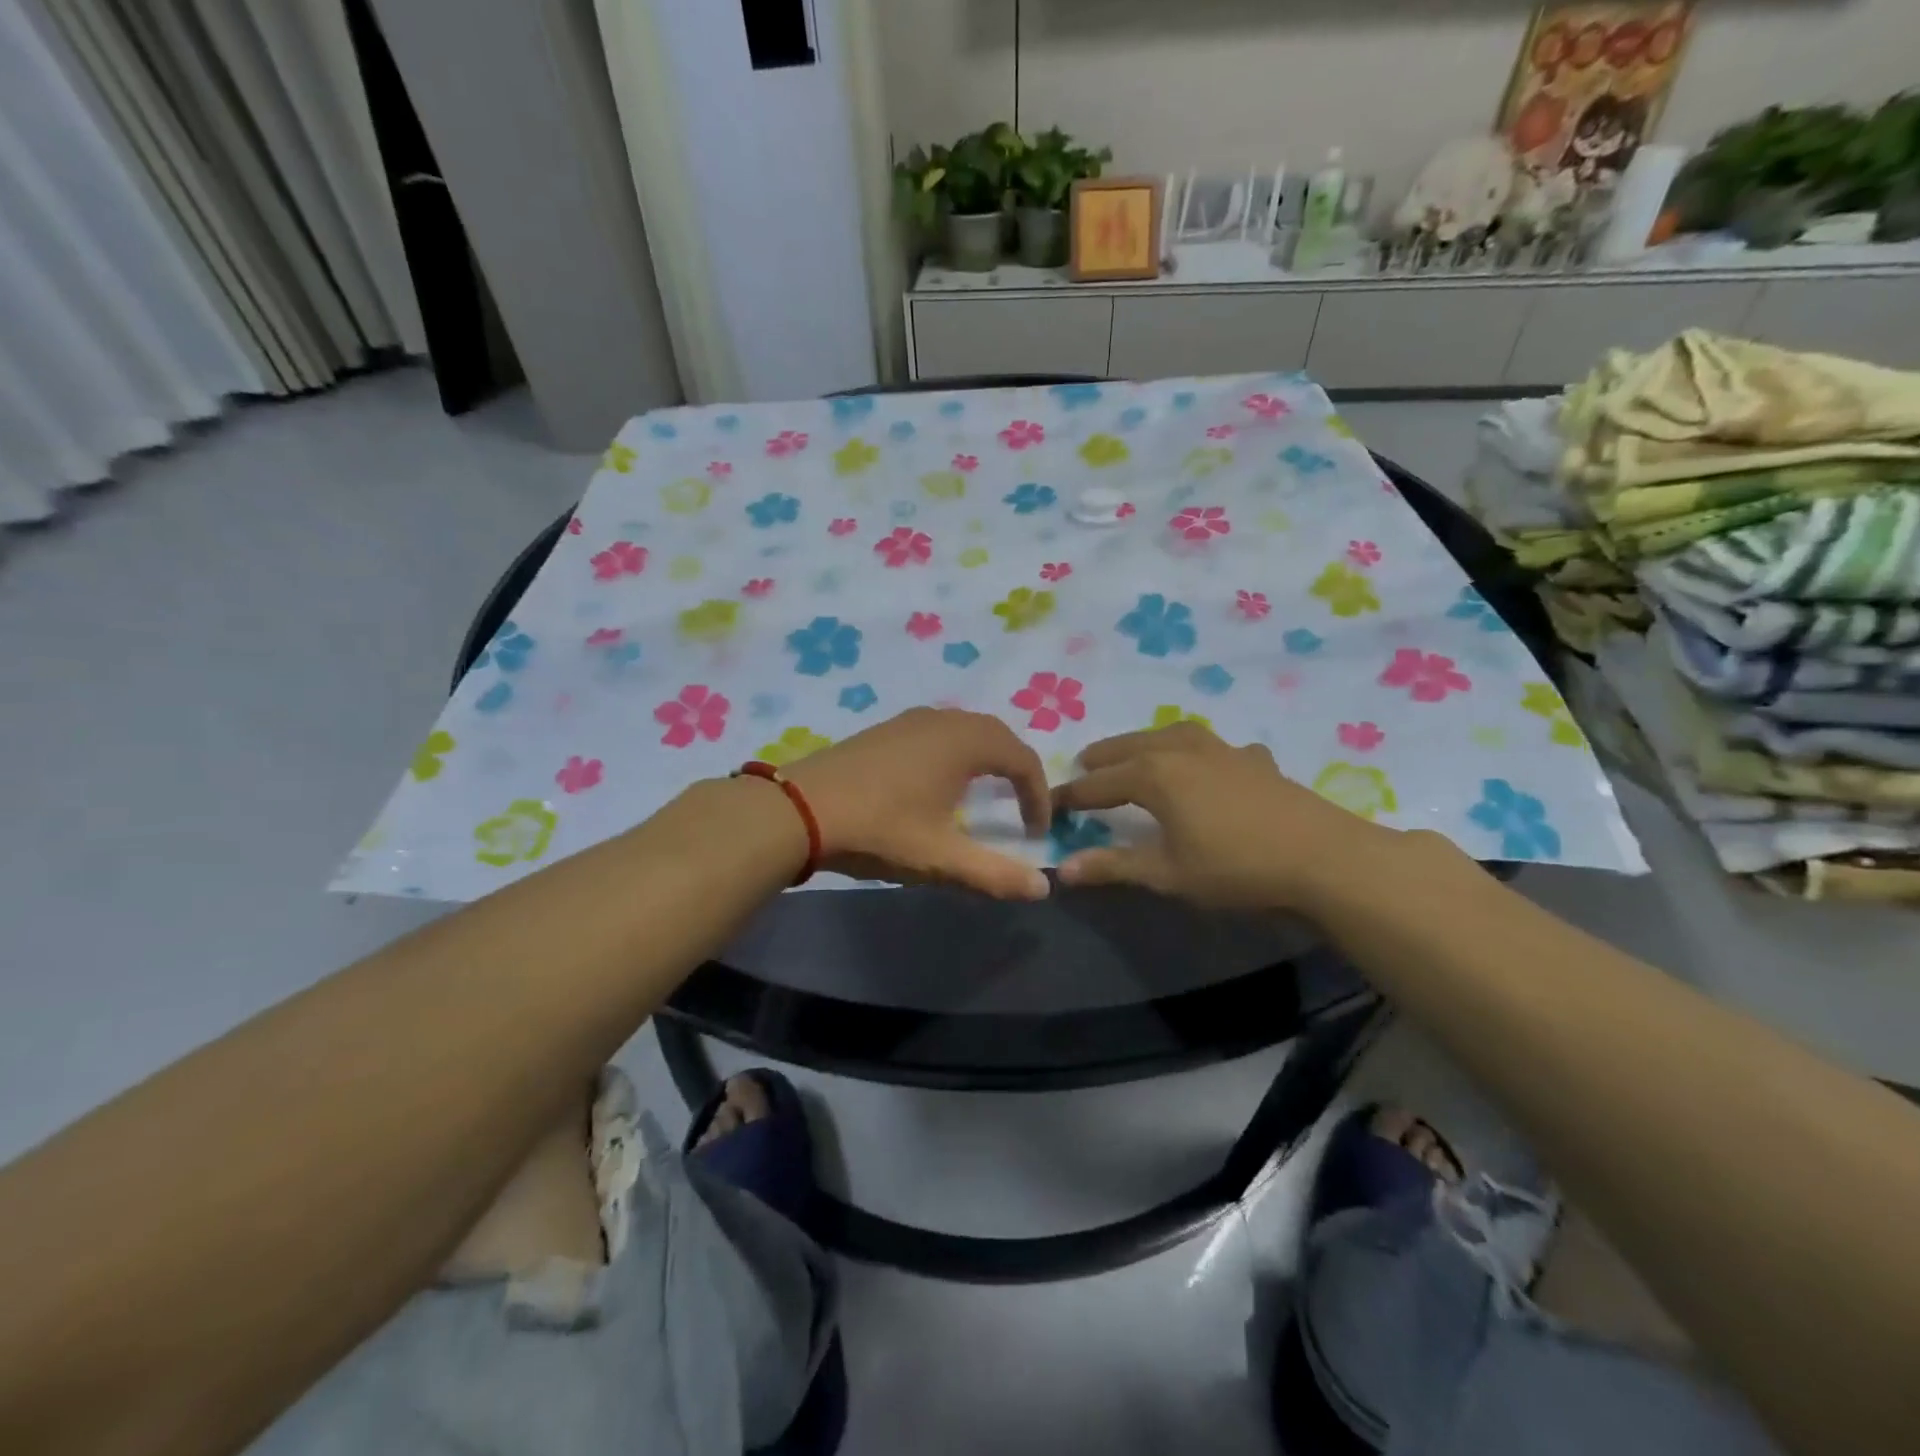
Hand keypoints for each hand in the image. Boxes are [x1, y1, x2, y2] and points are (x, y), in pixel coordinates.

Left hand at [783, 707, 1052, 900]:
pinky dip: (954, 752)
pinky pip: (937, 732)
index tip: (1037, 831)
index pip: (1022, 759)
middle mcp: (942, 720)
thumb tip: (1044, 887)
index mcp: (965, 742)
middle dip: (1016, 769)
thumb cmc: (880, 828)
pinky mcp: (884, 729)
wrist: (799, 809)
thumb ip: (995, 874)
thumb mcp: (941, 858)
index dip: (1038, 794)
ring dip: (985, 758)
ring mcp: (909, 720)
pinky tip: (938, 783)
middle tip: (1021, 805)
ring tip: (986, 794)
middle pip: (997, 735)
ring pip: (964, 730)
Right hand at [1050, 721, 1399, 910]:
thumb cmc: (1235, 867)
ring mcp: (1223, 750)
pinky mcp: (1255, 759)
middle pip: (1131, 747)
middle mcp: (1183, 750)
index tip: (1052, 803)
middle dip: (1104, 757)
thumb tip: (1062, 869)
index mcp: (1155, 774)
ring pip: (1171, 735)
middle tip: (1085, 764)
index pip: (1099, 782)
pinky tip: (1208, 765)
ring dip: (1145, 742)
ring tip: (1136, 752)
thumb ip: (1113, 866)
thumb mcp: (1167, 874)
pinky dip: (1197, 750)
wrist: (1322, 857)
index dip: (1073, 794)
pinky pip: (1214, 746)